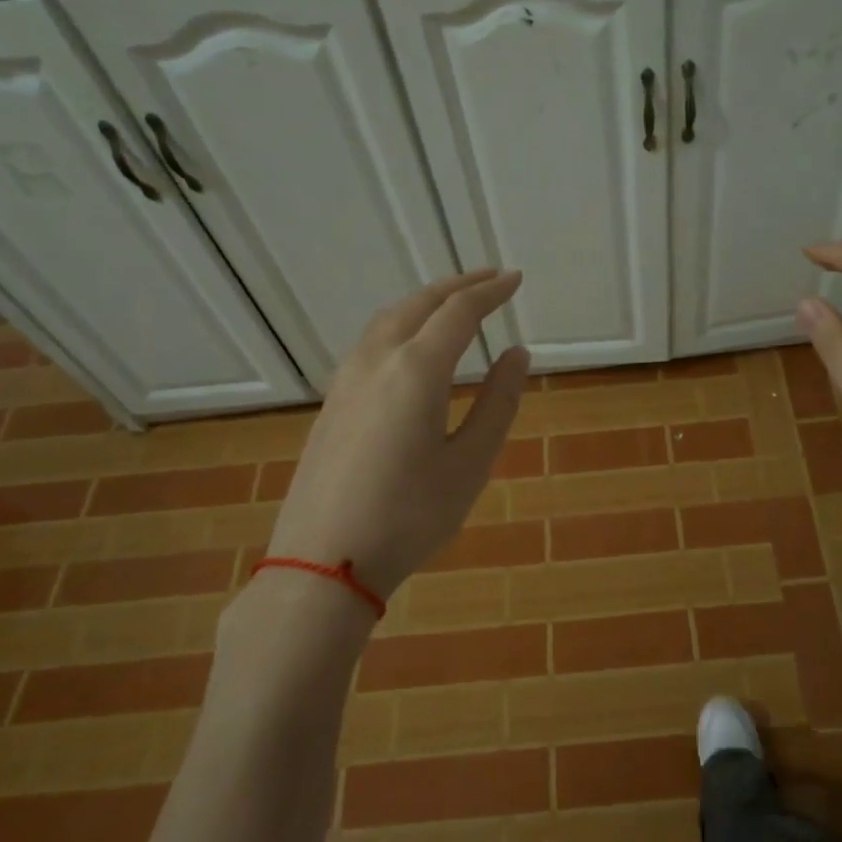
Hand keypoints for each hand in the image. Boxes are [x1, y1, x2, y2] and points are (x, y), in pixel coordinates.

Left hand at [268, 268, 529, 600]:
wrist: (324, 561)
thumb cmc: (410, 516)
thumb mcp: (470, 464)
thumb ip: (498, 403)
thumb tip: (517, 355)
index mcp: (416, 370)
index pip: (459, 313)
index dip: (491, 292)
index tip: (516, 280)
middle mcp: (377, 361)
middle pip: (419, 304)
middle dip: (458, 287)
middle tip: (491, 280)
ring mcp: (346, 380)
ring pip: (389, 319)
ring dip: (425, 302)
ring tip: (454, 305)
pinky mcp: (332, 403)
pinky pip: (371, 342)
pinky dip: (401, 325)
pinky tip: (411, 347)